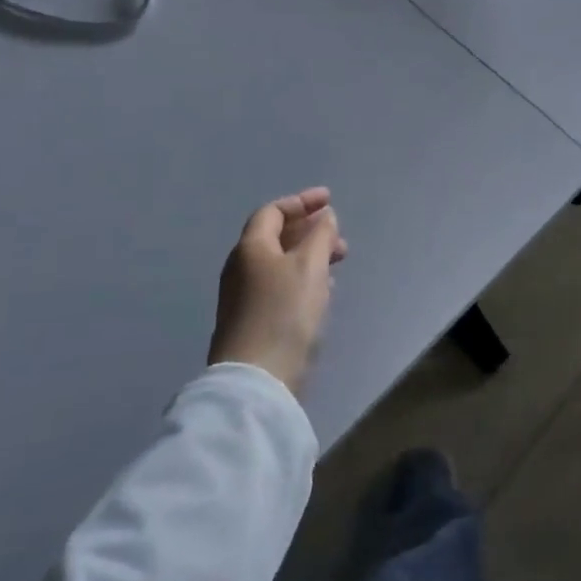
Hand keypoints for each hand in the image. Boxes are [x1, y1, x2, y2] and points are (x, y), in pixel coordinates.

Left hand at [211, 188, 348, 394]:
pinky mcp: (253, 321)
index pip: (272, 212)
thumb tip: (323, 217)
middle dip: (309, 230)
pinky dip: (303, 277)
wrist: (257, 379)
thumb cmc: (285, 312)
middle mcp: (241, 268)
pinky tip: (322, 290)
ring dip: (310, 255)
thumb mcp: (310, 266)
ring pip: (281, 263)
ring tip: (338, 262)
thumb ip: (320, 236)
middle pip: (275, 237)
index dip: (301, 202)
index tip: (329, 201)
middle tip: (339, 236)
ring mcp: (243, 297)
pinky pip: (280, 285)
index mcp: (250, 248)